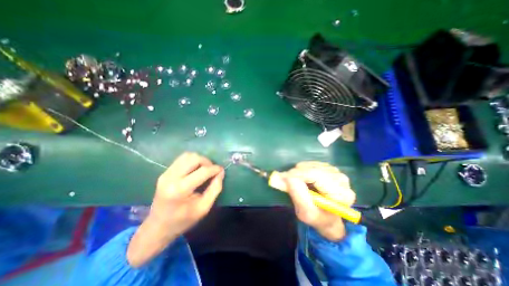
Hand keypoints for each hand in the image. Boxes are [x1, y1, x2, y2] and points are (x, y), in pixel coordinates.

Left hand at [150, 152, 223, 233]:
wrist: (158, 227)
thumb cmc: (183, 220)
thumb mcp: (204, 208)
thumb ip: (215, 189)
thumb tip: (221, 172)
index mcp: (180, 190)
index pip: (203, 171)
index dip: (215, 169)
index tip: (221, 170)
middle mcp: (171, 178)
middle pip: (194, 158)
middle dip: (207, 162)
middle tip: (212, 170)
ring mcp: (166, 174)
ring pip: (187, 155)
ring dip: (199, 160)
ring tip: (204, 169)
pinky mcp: (164, 172)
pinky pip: (182, 159)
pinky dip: (192, 161)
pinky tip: (195, 170)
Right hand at [280, 162, 354, 239]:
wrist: (327, 217)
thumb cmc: (318, 218)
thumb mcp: (306, 212)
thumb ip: (296, 194)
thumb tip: (281, 176)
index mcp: (341, 193)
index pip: (316, 175)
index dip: (297, 174)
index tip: (282, 177)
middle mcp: (341, 179)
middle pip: (312, 168)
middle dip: (295, 174)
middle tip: (284, 182)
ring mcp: (335, 172)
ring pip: (310, 165)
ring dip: (298, 173)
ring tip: (295, 184)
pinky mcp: (329, 168)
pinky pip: (310, 164)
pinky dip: (301, 170)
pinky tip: (303, 180)